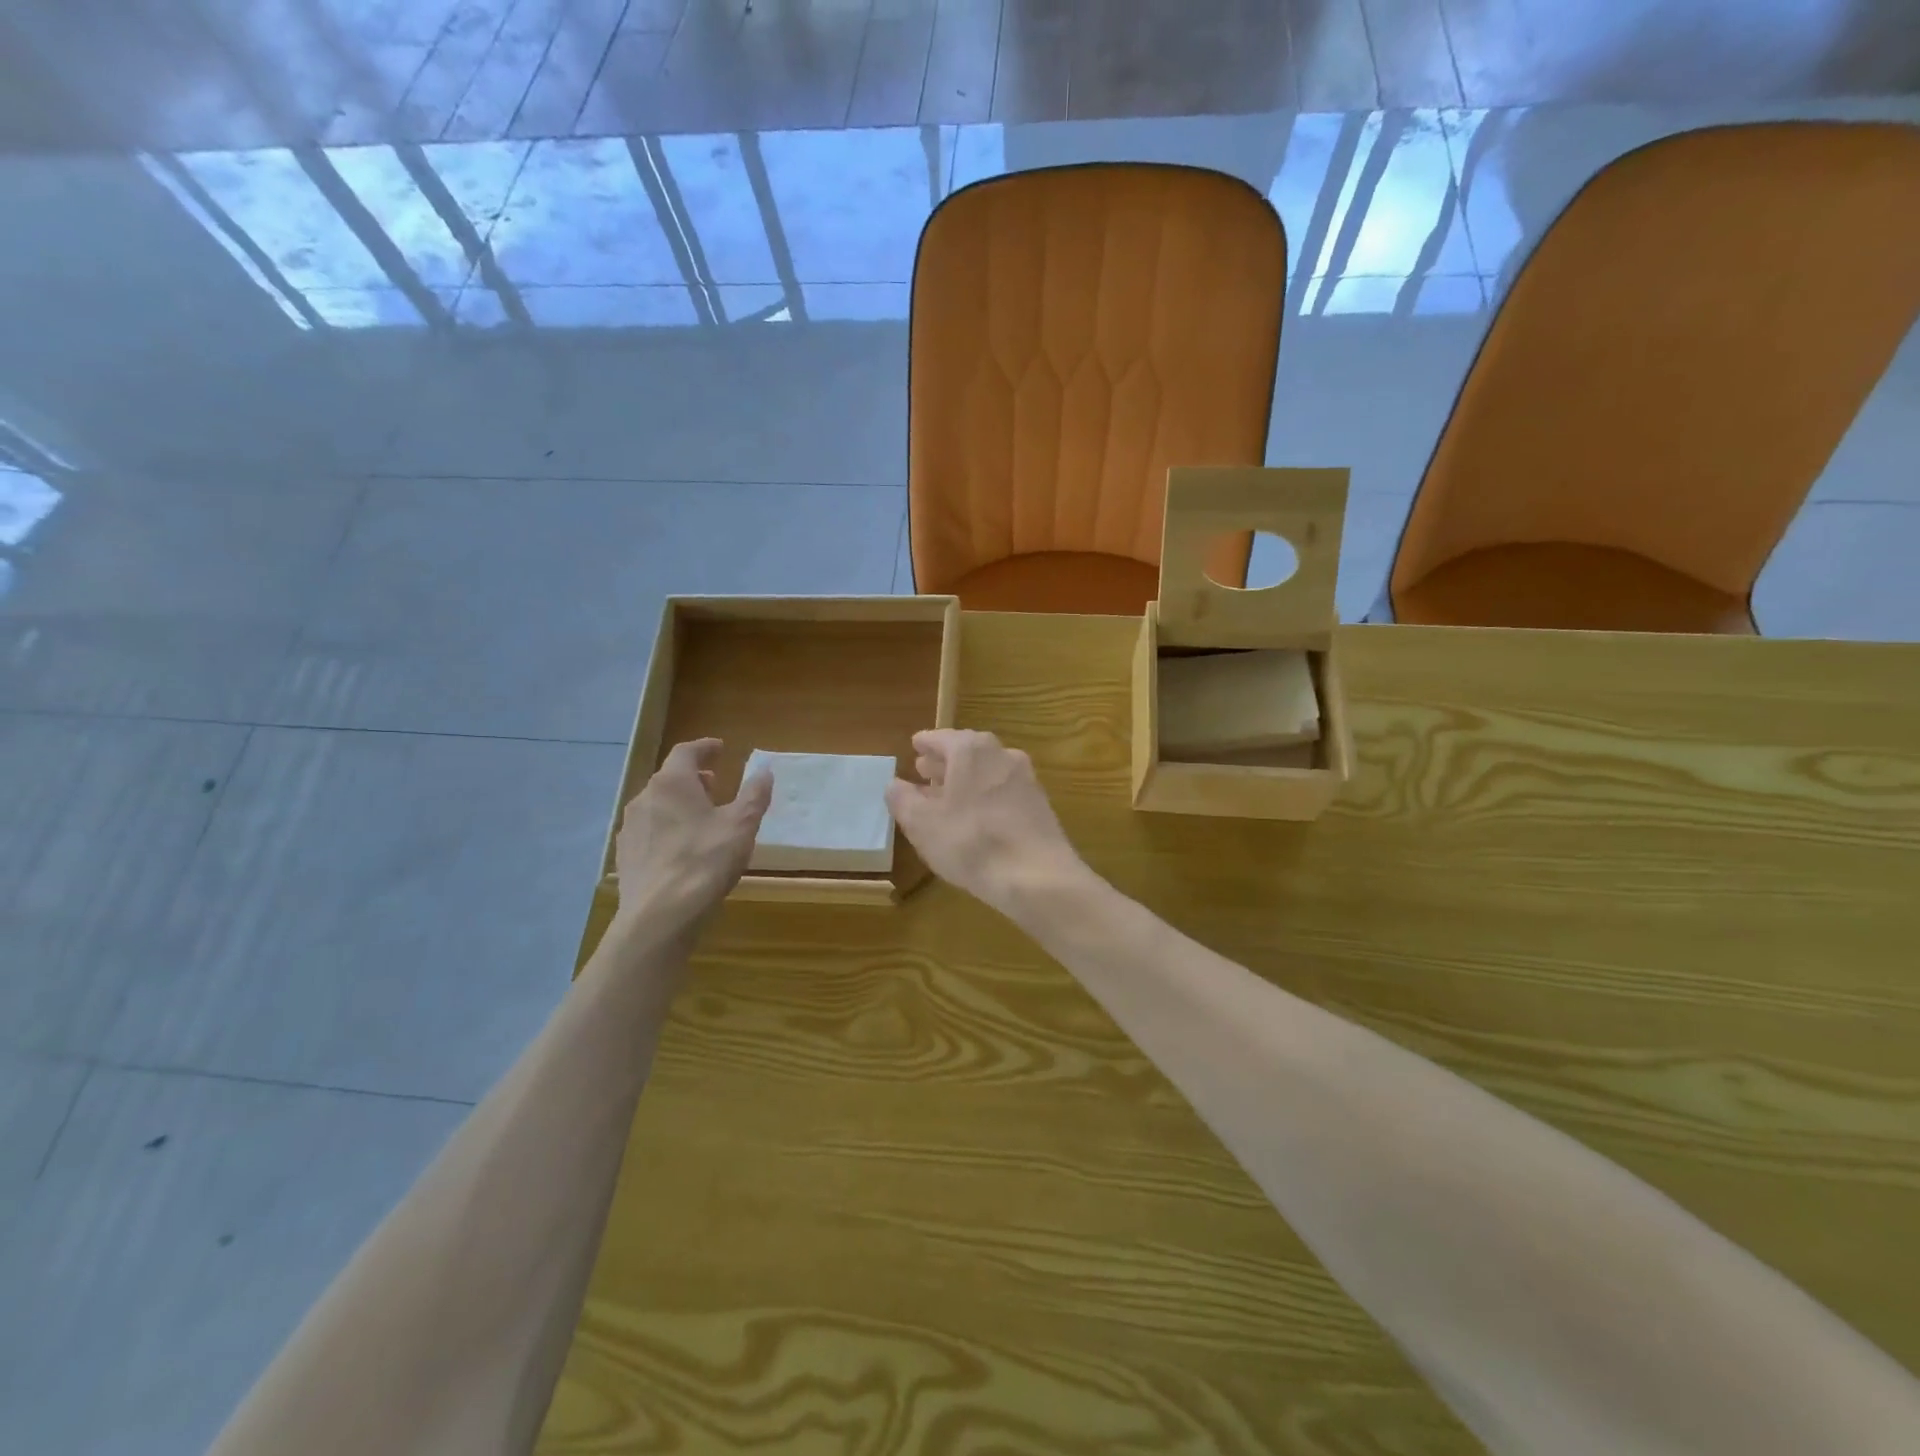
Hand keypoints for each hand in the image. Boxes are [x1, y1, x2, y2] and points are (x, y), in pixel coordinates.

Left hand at [615, 739, 771, 933]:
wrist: (659, 916)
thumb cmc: (705, 861)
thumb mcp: (742, 825)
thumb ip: (754, 794)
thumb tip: (765, 770)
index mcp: (672, 783)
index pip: (686, 752)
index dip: (705, 748)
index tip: (720, 749)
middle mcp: (645, 798)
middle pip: (669, 778)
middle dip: (693, 778)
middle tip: (715, 785)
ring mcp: (630, 828)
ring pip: (657, 805)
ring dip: (679, 804)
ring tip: (701, 819)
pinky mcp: (626, 856)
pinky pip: (649, 831)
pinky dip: (667, 828)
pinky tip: (681, 848)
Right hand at [885, 729, 1087, 917]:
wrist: (1037, 876)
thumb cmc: (970, 842)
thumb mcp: (922, 824)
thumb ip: (903, 799)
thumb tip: (895, 784)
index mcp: (971, 749)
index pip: (941, 737)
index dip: (925, 743)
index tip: (915, 745)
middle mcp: (1001, 754)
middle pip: (967, 751)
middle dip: (945, 762)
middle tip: (925, 771)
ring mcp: (1025, 778)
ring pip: (987, 771)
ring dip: (966, 779)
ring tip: (948, 796)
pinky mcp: (1040, 804)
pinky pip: (1004, 790)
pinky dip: (985, 795)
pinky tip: (976, 817)